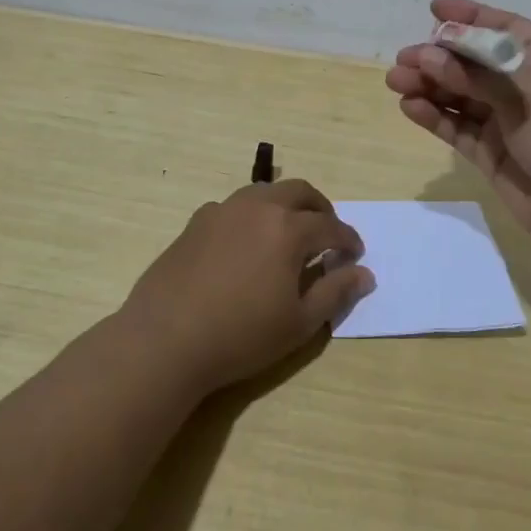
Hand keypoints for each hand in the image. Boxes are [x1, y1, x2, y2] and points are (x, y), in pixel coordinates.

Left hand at [119, 180, 372, 394]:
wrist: (166, 338)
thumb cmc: (241, 335)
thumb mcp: (299, 323)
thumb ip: (335, 292)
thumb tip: (364, 273)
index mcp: (288, 228)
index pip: (330, 226)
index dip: (348, 240)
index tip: (355, 255)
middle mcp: (257, 207)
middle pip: (298, 191)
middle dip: (320, 209)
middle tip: (327, 233)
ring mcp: (222, 210)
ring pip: (263, 193)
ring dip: (284, 206)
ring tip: (288, 233)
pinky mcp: (196, 222)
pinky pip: (234, 207)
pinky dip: (252, 216)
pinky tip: (246, 244)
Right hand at [385, 0, 530, 250]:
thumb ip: (478, 73)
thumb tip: (430, 55)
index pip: (502, 28)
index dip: (469, 16)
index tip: (434, 7)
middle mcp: (526, 86)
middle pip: (474, 63)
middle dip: (438, 57)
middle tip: (403, 59)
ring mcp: (509, 122)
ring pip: (461, 97)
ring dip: (429, 86)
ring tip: (396, 81)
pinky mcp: (494, 155)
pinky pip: (458, 130)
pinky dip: (434, 117)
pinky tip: (410, 107)